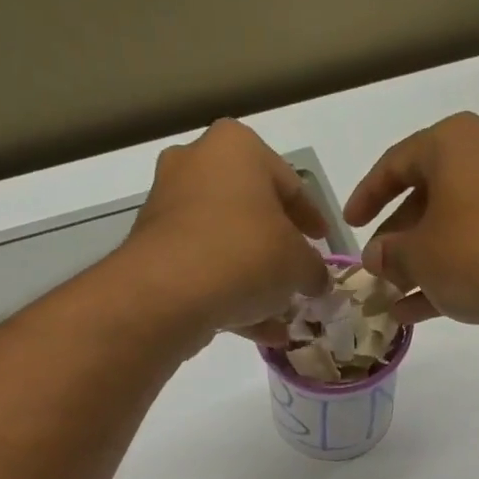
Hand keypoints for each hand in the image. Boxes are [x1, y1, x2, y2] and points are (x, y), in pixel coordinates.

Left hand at [123, 119, 333, 351]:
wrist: (169, 292)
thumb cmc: (245, 255)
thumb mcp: (298, 263)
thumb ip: (314, 269)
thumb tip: (317, 280)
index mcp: (236, 147)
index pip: (289, 183)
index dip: (313, 218)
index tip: (325, 244)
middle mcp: (197, 164)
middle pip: (252, 211)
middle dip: (277, 247)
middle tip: (298, 275)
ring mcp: (169, 207)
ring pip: (226, 244)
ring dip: (255, 278)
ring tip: (281, 312)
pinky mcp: (154, 249)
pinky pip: (204, 269)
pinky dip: (230, 295)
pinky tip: (259, 331)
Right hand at [344, 113, 478, 340]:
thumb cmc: (477, 251)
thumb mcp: (419, 255)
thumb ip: (390, 254)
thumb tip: (376, 257)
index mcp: (453, 145)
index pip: (396, 162)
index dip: (367, 194)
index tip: (349, 225)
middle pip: (426, 197)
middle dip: (395, 239)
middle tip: (374, 270)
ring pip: (449, 231)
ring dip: (417, 266)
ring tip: (389, 299)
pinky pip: (473, 254)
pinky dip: (445, 278)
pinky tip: (415, 313)